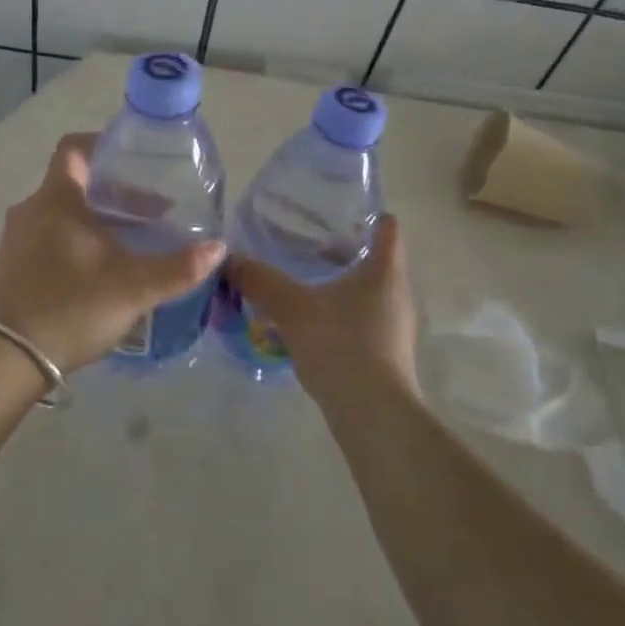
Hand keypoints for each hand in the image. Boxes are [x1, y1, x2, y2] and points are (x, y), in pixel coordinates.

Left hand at [0, 133, 226, 375]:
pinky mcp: (11, 268)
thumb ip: (178, 267)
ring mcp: (16, 240)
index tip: (135, 159)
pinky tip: (101, 272)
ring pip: (63, 214)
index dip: (104, 145)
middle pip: (76, 184)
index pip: (74, 148)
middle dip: (116, 194)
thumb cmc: (70, 307)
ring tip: (132, 243)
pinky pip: (49, 238)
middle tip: (152, 212)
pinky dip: (78, 242)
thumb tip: (219, 248)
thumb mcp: (133, 288)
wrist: (4, 361)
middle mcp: (31, 210)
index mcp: (56, 199)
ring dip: (98, 221)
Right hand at [227, 214, 419, 402]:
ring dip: (337, 285)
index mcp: (385, 271)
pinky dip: (337, 314)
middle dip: (340, 249)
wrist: (374, 416)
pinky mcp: (386, 355)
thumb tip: (228, 259)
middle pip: (374, 259)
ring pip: (365, 292)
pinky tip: (308, 325)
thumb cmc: (341, 346)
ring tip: (300, 283)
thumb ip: (260, 281)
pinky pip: (360, 320)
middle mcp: (396, 294)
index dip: (366, 213)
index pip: (387, 227)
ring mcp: (394, 327)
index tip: (337, 209)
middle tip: (303, 242)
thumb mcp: (292, 308)